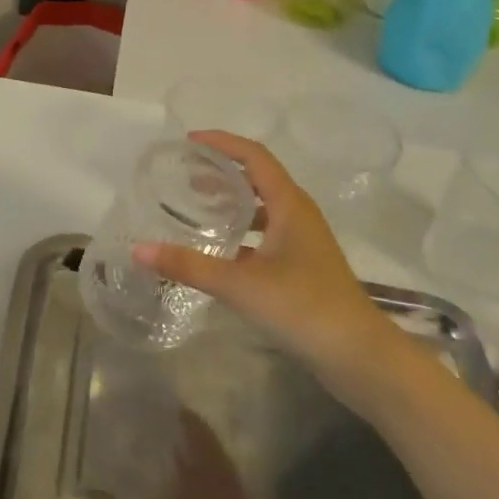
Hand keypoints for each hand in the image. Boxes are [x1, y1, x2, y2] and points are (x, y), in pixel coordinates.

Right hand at [132, 131, 397, 375]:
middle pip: (258, 177)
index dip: (222, 143)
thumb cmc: (304, 308)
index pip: (253, 156)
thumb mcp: (240, 285)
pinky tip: (220, 250)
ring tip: (197, 206)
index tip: (188, 141)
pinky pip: (267, 234)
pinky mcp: (304, 266)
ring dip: (232, 201)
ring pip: (263, 207)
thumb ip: (189, 266)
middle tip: (184, 173)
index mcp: (290, 204)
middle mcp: (299, 214)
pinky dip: (242, 231)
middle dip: (222, 170)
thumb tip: (138, 250)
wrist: (360, 358)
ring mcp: (304, 241)